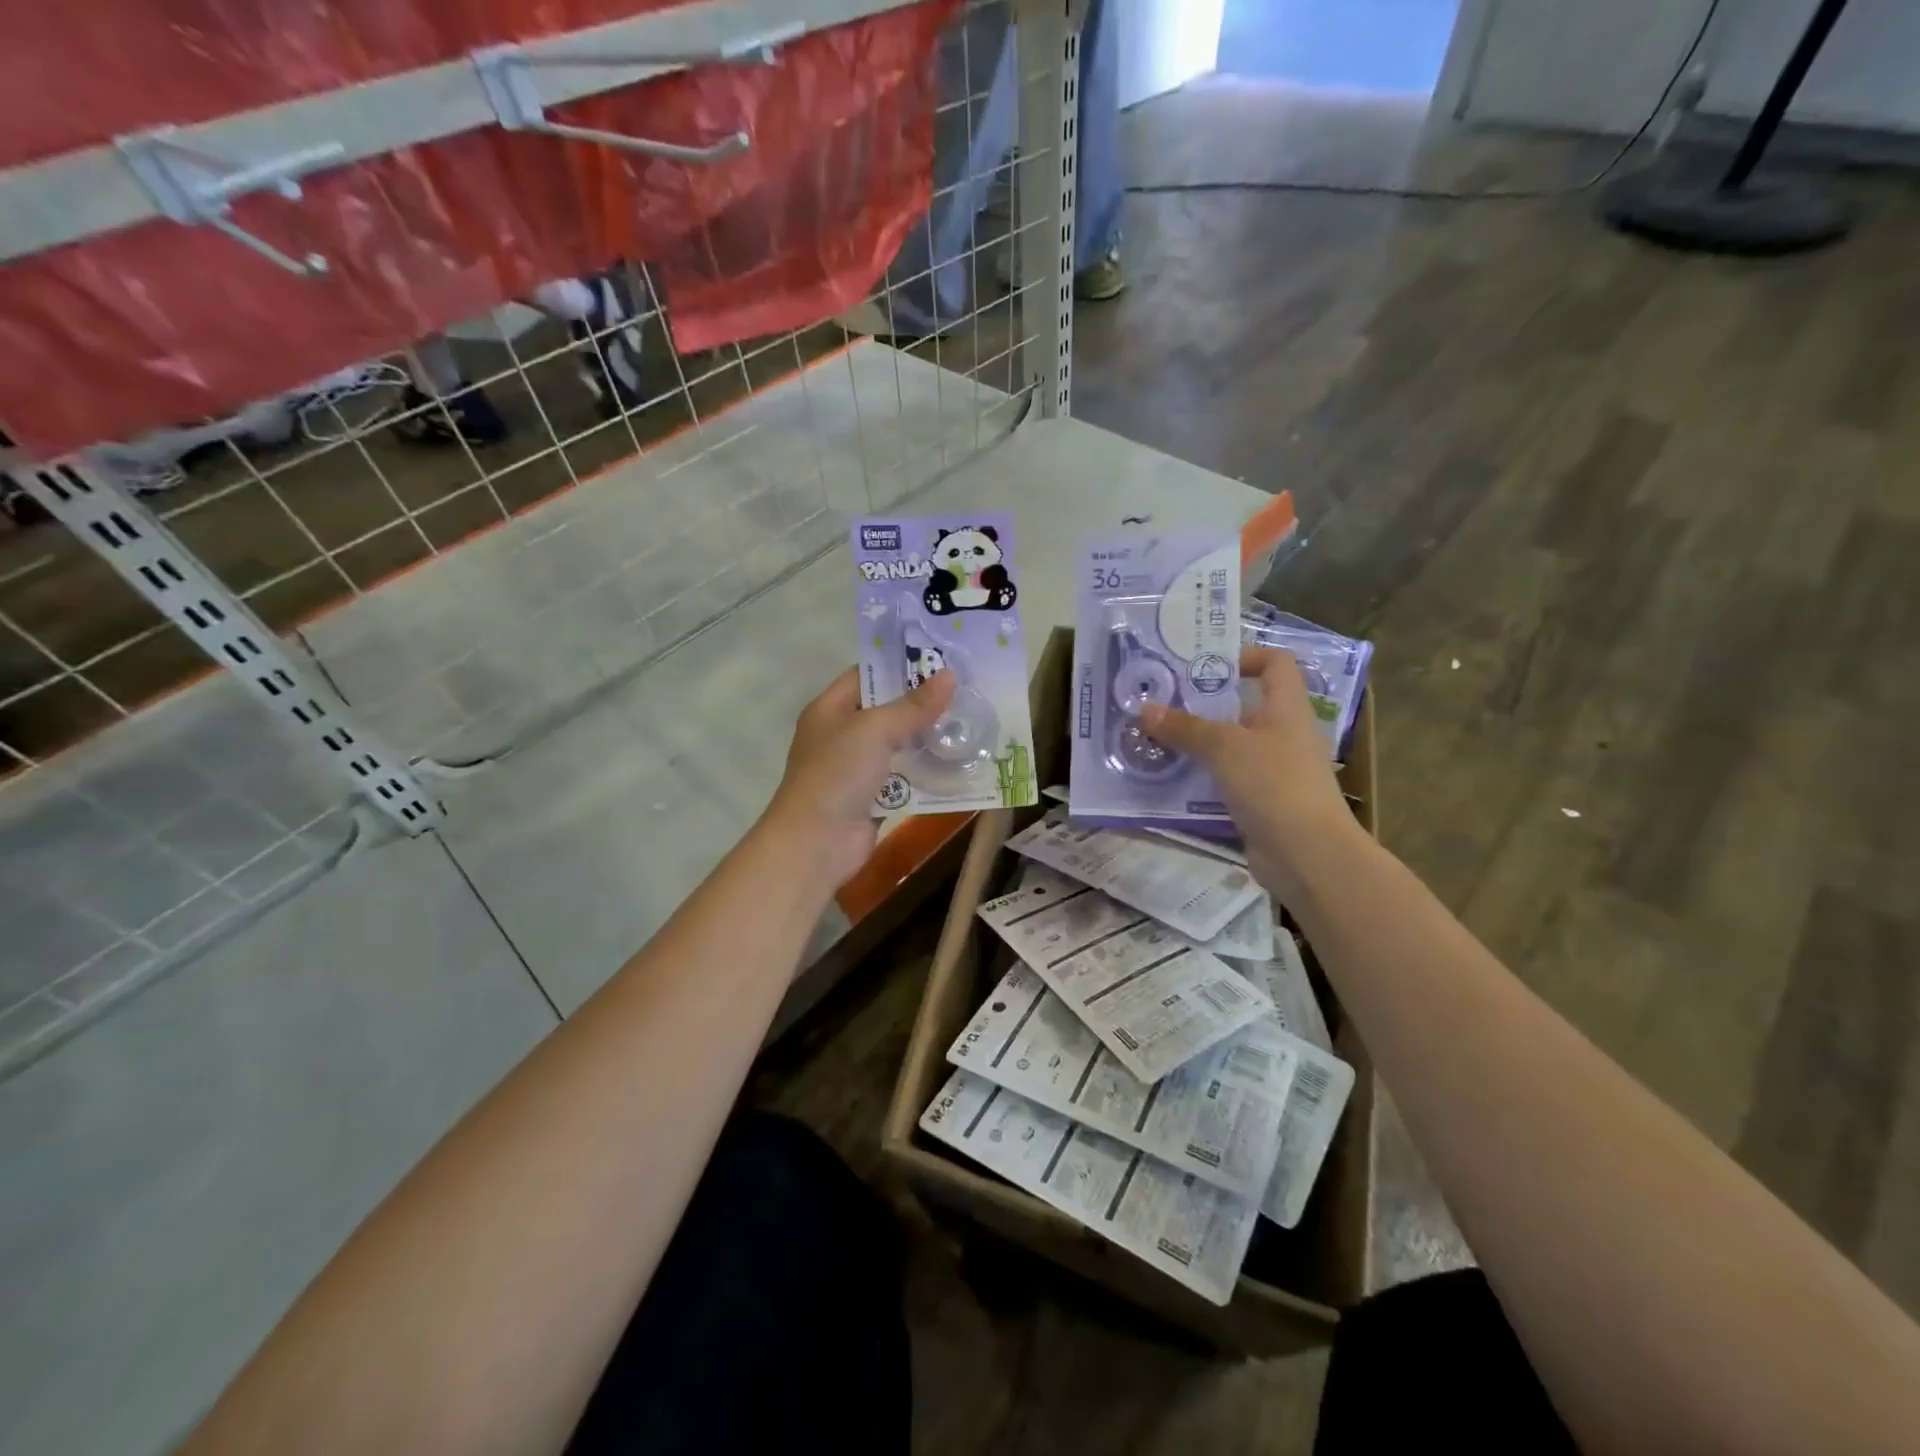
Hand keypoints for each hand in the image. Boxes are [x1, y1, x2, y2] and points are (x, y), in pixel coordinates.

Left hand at [764, 667, 955, 889]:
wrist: (816, 843)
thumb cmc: (837, 774)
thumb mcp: (874, 730)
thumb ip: (913, 705)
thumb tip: (950, 676)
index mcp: (830, 709)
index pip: (867, 675)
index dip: (901, 666)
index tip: (942, 660)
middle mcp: (842, 734)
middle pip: (887, 710)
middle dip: (923, 703)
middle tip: (966, 691)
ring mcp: (857, 768)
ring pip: (900, 744)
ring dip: (929, 738)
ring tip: (970, 722)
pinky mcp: (874, 797)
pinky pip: (905, 776)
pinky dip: (927, 771)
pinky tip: (959, 762)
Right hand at [1141, 648, 1360, 903]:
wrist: (1307, 855)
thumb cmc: (1273, 784)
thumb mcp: (1224, 748)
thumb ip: (1184, 727)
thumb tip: (1145, 709)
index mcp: (1286, 708)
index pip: (1275, 663)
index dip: (1245, 656)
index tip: (1203, 666)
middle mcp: (1283, 733)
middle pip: (1244, 705)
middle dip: (1203, 703)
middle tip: (1160, 702)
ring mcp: (1273, 770)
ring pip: (1230, 745)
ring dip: (1196, 742)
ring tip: (1154, 739)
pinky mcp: (1261, 801)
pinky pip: (1226, 779)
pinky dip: (1201, 776)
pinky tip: (1169, 779)